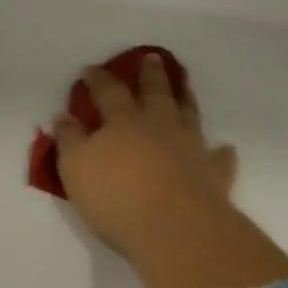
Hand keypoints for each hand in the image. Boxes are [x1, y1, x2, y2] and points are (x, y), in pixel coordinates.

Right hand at [52, 52, 238, 257]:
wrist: (176, 229)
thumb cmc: (115, 195)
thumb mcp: (74, 166)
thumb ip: (69, 139)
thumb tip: (65, 116)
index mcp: (122, 121)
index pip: (108, 92)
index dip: (98, 79)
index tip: (90, 69)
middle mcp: (159, 126)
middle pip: (155, 93)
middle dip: (150, 75)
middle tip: (152, 58)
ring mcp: (190, 148)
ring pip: (189, 115)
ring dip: (185, 99)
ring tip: (185, 87)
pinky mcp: (213, 175)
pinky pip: (218, 158)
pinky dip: (220, 152)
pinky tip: (223, 148)